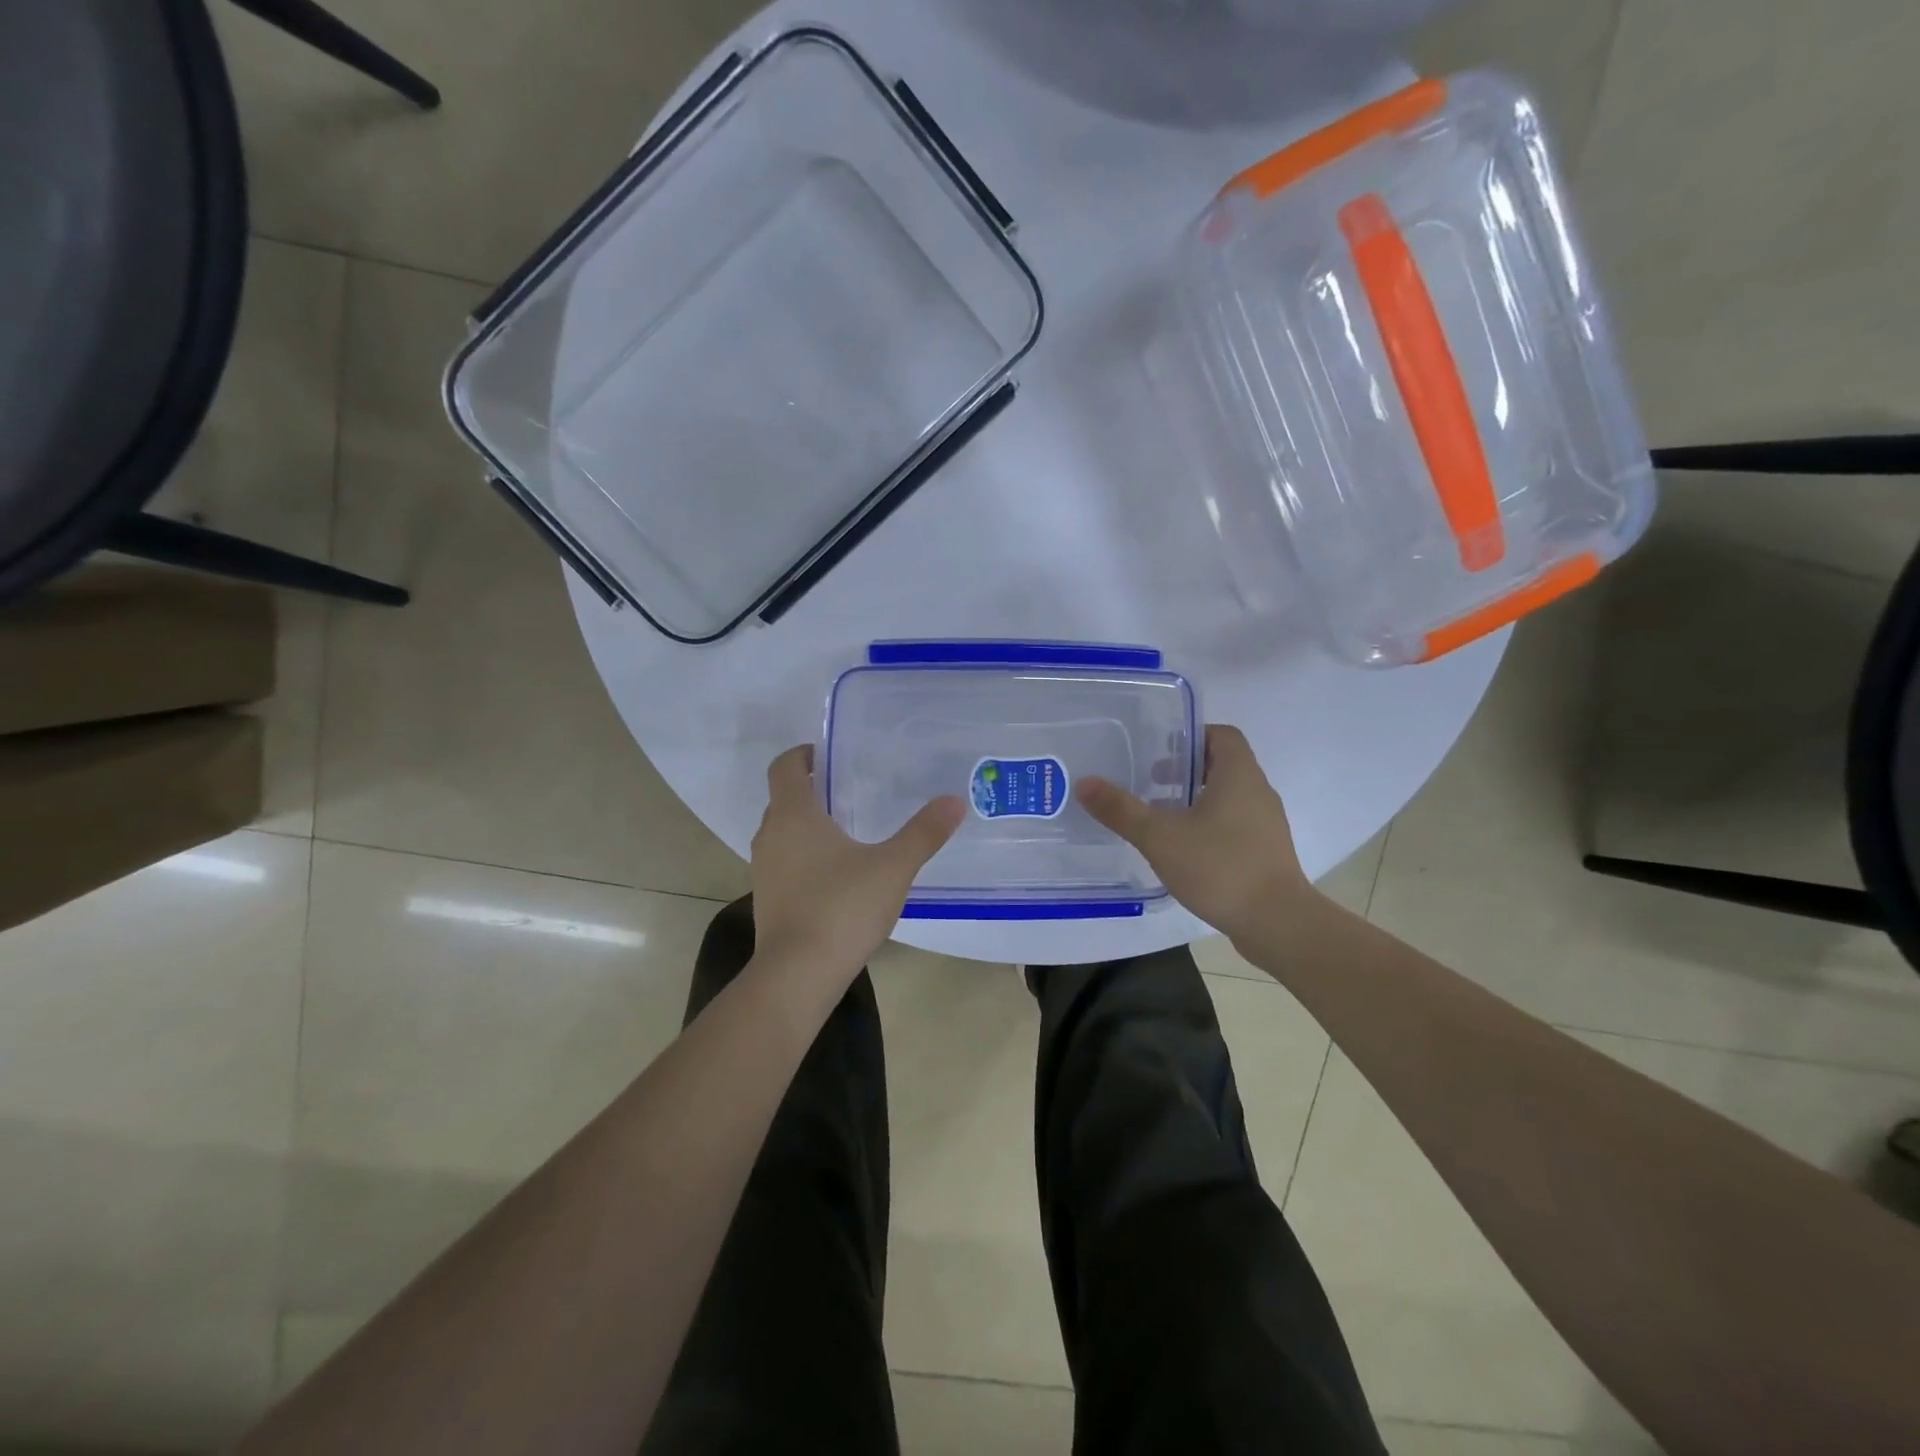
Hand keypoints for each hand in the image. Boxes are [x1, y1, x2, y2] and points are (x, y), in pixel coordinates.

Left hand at [749, 745, 964, 988]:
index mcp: (793, 814)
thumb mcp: (893, 867)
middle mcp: (771, 835)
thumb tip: (954, 800)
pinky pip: (784, 861)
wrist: (798, 974)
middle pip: (783, 797)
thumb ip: (924, 832)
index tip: (828, 754)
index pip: (784, 766)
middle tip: (850, 789)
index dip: (803, 753)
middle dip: (812, 789)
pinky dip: (804, 855)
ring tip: (848, 829)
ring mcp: (764, 869)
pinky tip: (837, 873)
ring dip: (807, 824)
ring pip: (782, 832)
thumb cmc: (842, 907)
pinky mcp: (767, 898)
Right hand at [1076, 724, 1312, 938]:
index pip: (1222, 735)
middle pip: (1224, 765)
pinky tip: (1185, 850)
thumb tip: (1085, 782)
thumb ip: (1121, 809)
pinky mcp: (1267, 852)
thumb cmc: (1220, 867)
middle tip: (1152, 782)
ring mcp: (1267, 824)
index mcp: (1239, 775)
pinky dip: (1210, 826)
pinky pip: (1236, 825)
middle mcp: (1258, 792)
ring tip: (1163, 818)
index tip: (1160, 750)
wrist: (1277, 923)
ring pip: (1229, 797)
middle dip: (1187, 770)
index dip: (1191, 736)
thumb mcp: (1160, 836)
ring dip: (1197, 799)